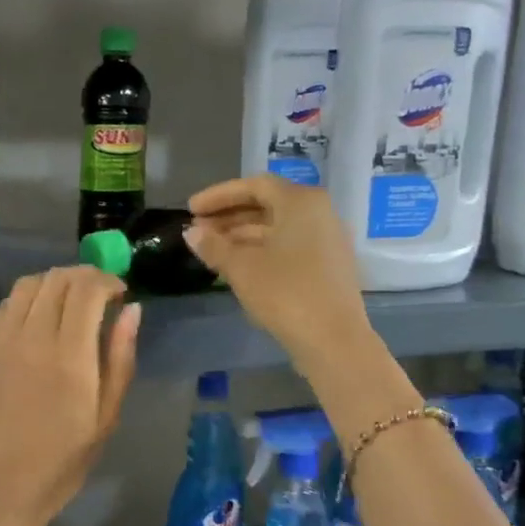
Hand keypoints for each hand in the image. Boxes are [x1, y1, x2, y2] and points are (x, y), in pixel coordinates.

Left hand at [0, 266, 139, 525]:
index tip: (120, 293)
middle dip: (84, 276)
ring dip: (54, 283)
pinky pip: (6, 307)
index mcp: (69, 356)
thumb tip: (132, 312)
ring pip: (28, 286)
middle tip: (100, 295)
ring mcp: (2, 342)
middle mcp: (32, 338)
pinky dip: (27, 299)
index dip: (107, 280)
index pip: (86, 289)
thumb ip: (119, 360)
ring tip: (70, 304)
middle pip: (57, 279)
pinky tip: (38, 320)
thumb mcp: (104, 419)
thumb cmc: (59, 464)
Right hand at [184, 176, 372, 371]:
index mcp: (301, 202)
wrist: (333, 339)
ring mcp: (327, 240)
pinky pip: (288, 246)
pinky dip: (261, 250)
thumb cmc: (285, 293)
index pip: (254, 186)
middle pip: (267, 205)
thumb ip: (214, 246)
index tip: (191, 209)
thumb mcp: (241, 268)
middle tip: (197, 230)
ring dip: (242, 235)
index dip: (219, 196)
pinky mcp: (328, 266)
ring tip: (211, 250)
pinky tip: (237, 266)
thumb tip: (191, 232)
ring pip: (277, 228)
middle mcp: (319, 213)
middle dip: (229, 217)